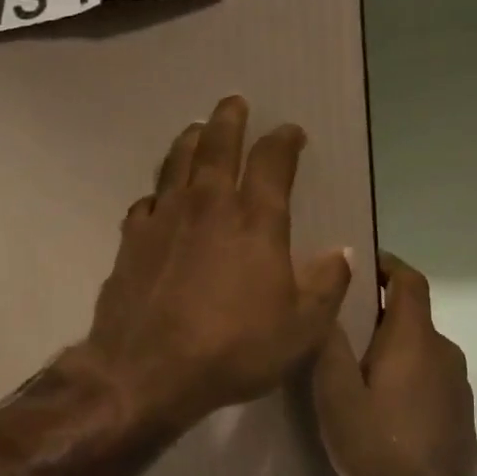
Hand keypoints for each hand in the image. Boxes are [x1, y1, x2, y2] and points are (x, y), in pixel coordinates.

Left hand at [78, 96, 351, 431]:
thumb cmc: (233, 349)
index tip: (292, 132)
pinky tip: (158, 197)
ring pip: (177, 163)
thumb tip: (344, 252)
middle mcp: (209, 205)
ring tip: (196, 129)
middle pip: (218, 145)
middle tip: (234, 103)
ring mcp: (165, 218)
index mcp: (256, 220)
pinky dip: (157, 192)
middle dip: (230, 121)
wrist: (147, 371)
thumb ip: (327, 285)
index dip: (284, 140)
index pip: (273, 160)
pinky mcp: (132, 240)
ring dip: (190, 141)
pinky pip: (147, 202)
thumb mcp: (301, 329)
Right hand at [312, 254, 476, 475]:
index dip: (388, 265)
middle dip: (378, 312)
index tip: (361, 264)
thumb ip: (330, 346)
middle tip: (339, 324)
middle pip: (412, 315)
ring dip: (391, 345)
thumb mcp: (337, 396)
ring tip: (354, 366)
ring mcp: (457, 382)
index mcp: (414, 339)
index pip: (409, 281)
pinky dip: (406, 371)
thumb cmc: (379, 447)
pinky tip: (381, 401)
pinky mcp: (460, 409)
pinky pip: (429, 373)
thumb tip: (329, 301)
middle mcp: (443, 351)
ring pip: (420, 347)